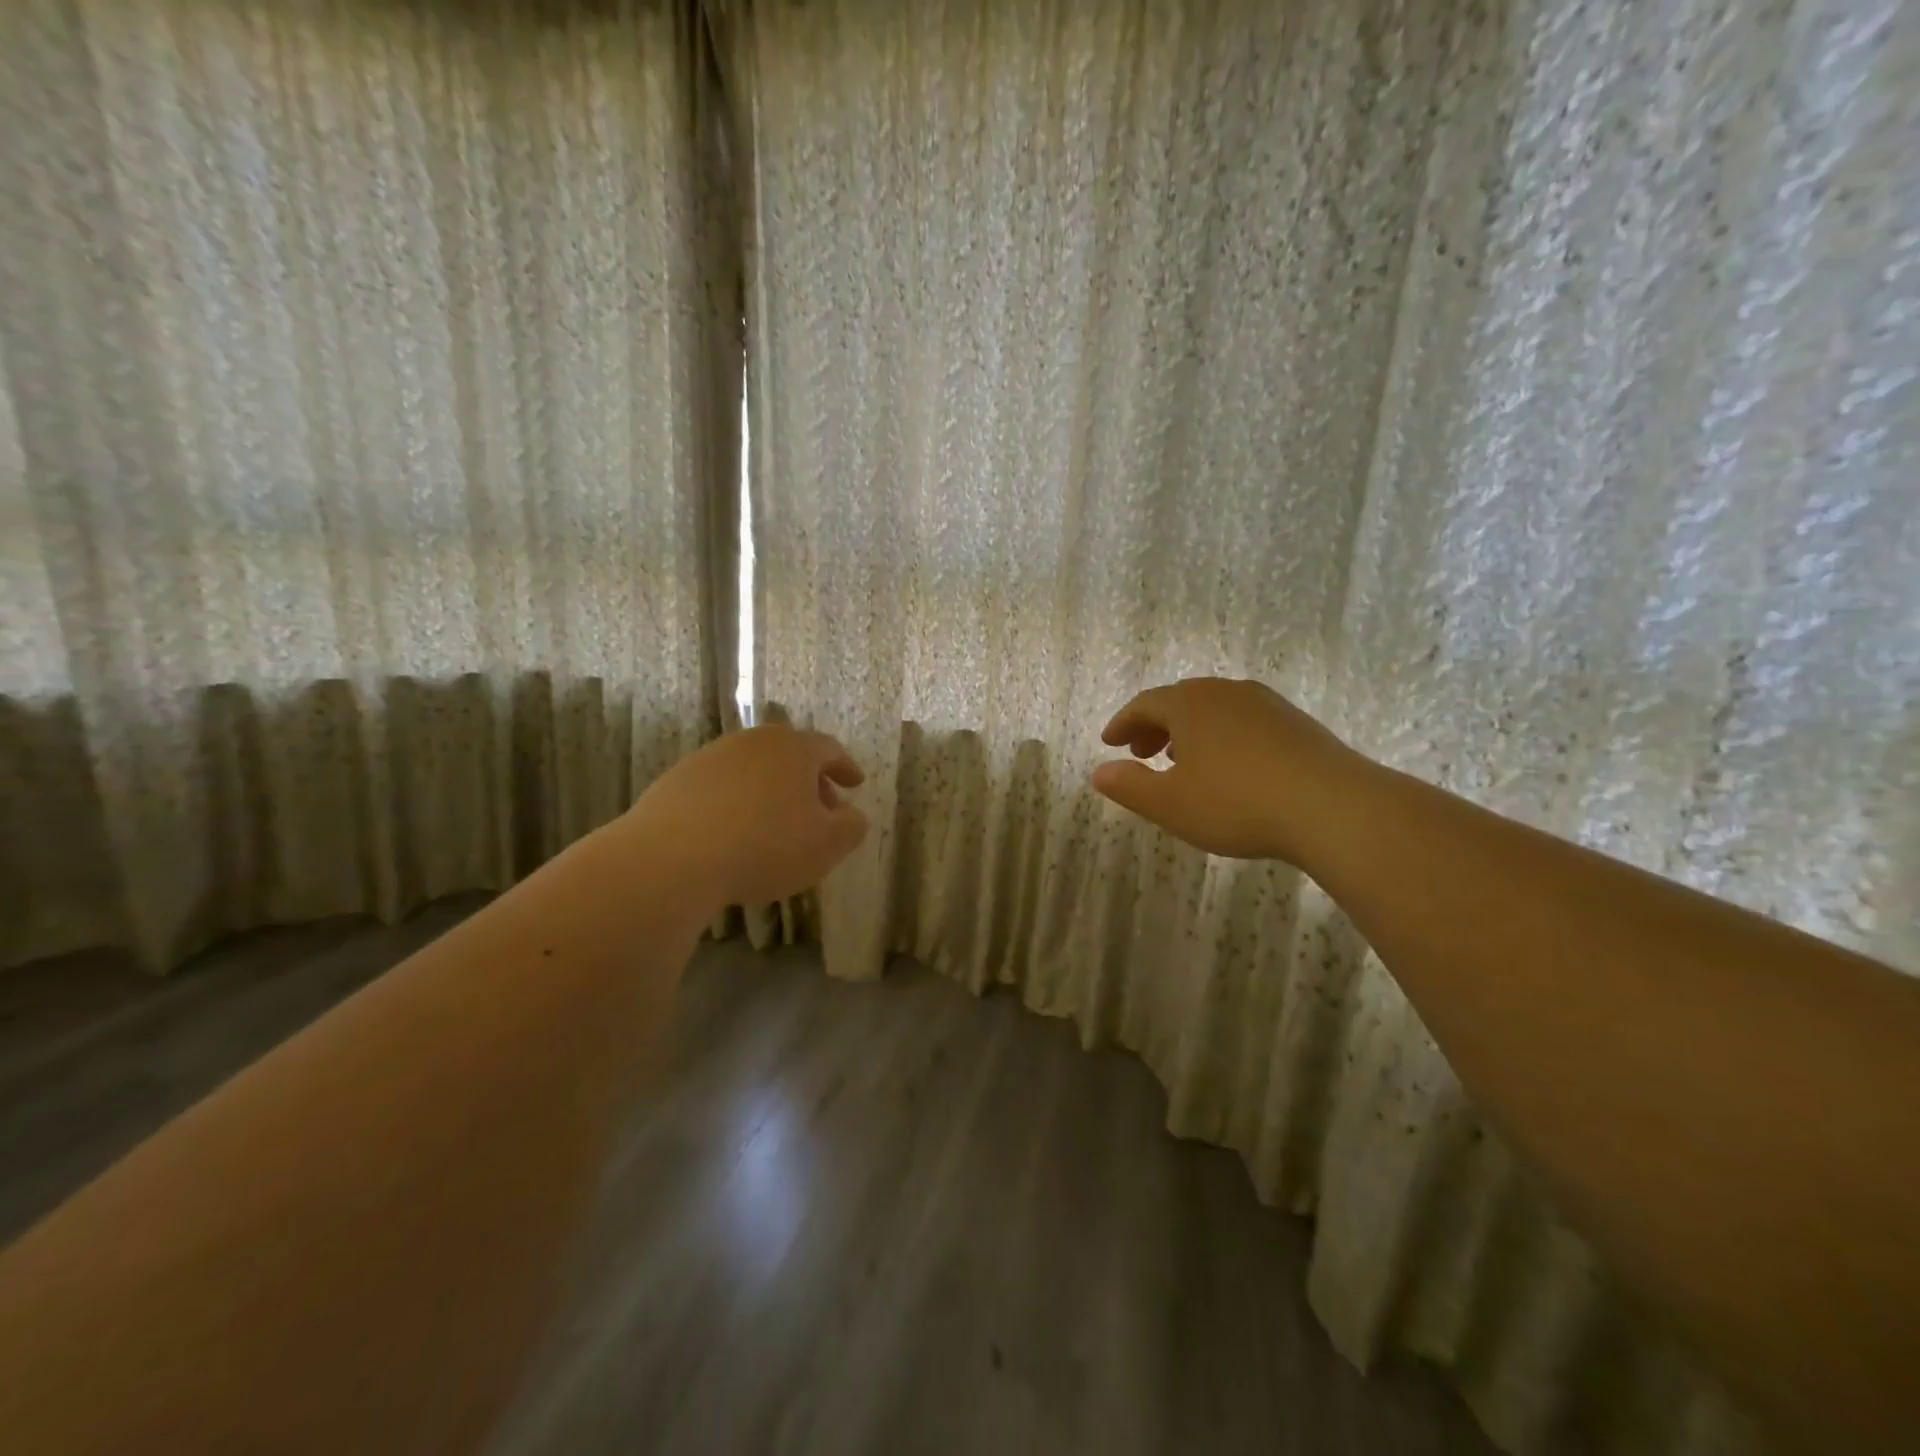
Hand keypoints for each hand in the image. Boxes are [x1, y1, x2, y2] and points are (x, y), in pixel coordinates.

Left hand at [621, 725, 869, 907]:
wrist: (671, 858)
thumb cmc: (765, 846)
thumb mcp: (826, 846)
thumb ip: (850, 828)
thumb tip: (854, 815)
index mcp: (794, 749)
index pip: (829, 749)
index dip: (845, 767)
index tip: (856, 784)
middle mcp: (753, 742)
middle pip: (789, 754)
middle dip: (809, 781)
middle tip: (820, 808)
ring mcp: (711, 758)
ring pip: (753, 769)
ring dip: (771, 791)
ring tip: (776, 824)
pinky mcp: (677, 781)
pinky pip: (721, 787)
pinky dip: (736, 803)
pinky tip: (734, 832)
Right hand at [1091, 677, 1368, 864]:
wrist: (1332, 807)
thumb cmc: (1237, 803)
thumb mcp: (1171, 804)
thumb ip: (1130, 786)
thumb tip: (1099, 772)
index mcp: (1189, 703)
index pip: (1144, 704)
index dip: (1122, 723)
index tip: (1110, 743)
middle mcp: (1225, 692)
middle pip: (1179, 701)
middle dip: (1154, 726)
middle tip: (1142, 754)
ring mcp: (1265, 704)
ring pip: (1214, 709)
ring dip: (1189, 731)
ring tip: (1183, 761)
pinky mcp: (1295, 722)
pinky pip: (1243, 721)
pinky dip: (1222, 736)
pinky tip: (1230, 767)